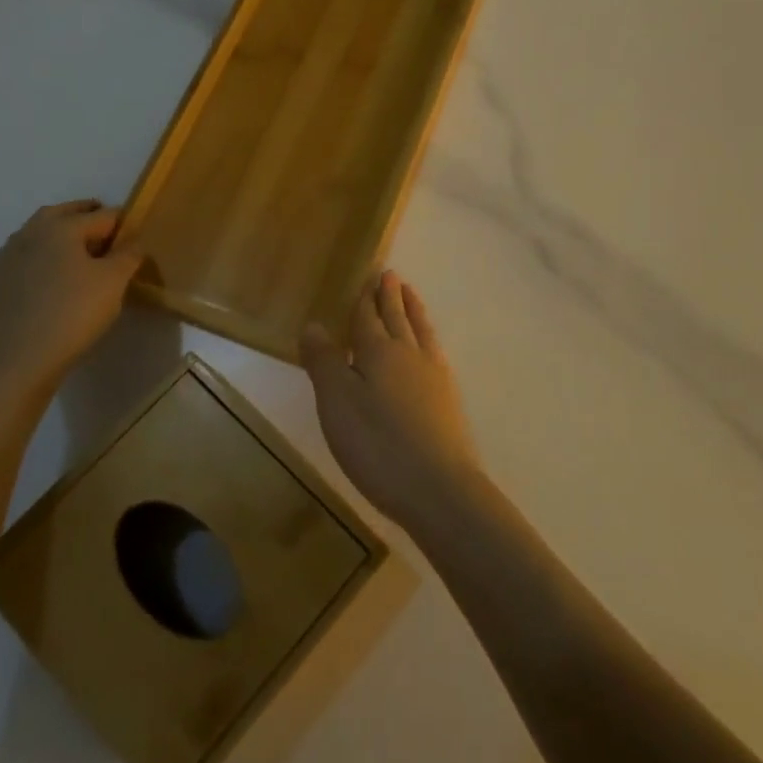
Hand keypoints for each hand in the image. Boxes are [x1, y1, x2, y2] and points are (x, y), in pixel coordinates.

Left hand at [0, 201, 143, 396]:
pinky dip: (50, 257)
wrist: (16, 361)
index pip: (103, 215)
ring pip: (45, 234)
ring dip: (67, 237)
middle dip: (91, 220)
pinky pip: (33, 256)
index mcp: (61, 225)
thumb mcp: (114, 281)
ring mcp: (11, 256)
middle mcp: (32, 232)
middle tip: (113, 238)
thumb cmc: (72, 312)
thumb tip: (133, 242)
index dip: (125, 224)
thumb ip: (129, 254)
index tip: (140, 238)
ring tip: (89, 258)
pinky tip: (61, 279)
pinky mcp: (1, 281)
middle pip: (67, 215)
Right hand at [300, 271, 478, 531]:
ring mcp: (433, 374)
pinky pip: (435, 350)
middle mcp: (408, 354)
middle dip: (390, 297)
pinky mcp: (448, 397)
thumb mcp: (337, 404)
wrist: (439, 487)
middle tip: (390, 274)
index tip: (369, 276)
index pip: (368, 318)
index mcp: (378, 352)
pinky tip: (429, 345)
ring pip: (420, 330)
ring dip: (413, 310)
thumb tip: (314, 324)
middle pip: (397, 318)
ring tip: (410, 293)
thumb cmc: (378, 445)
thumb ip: (324, 362)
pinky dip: (428, 336)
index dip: (365, 299)